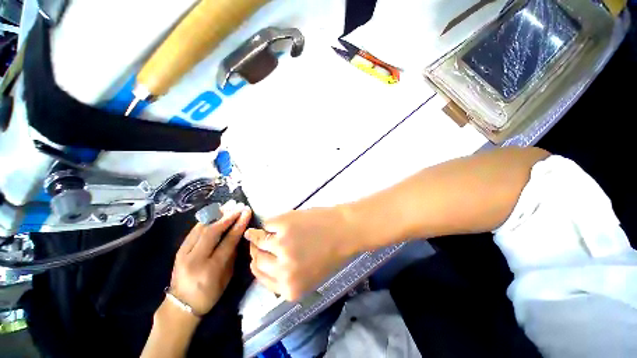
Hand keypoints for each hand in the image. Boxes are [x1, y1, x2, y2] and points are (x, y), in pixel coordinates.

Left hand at [169, 201, 251, 315]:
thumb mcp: (227, 276)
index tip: (247, 212)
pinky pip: (194, 230)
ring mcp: (184, 253)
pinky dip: (206, 219)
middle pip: (212, 231)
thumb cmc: (210, 293)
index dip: (239, 225)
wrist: (181, 305)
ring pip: (201, 228)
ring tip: (229, 205)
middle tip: (239, 206)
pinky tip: (215, 213)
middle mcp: (195, 259)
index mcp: (211, 268)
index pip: (228, 241)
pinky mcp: (179, 249)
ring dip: (217, 214)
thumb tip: (239, 234)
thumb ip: (233, 254)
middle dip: (228, 216)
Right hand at [245, 206, 357, 300]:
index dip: (258, 267)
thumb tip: (266, 266)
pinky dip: (269, 224)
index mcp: (290, 289)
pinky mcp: (283, 224)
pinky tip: (274, 223)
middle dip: (256, 252)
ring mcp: (281, 245)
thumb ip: (288, 278)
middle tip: (256, 243)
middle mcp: (282, 270)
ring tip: (257, 232)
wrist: (345, 230)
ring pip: (258, 241)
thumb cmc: (332, 253)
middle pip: (257, 261)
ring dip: (257, 236)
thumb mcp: (311, 277)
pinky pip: (267, 224)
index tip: (257, 259)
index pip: (262, 279)